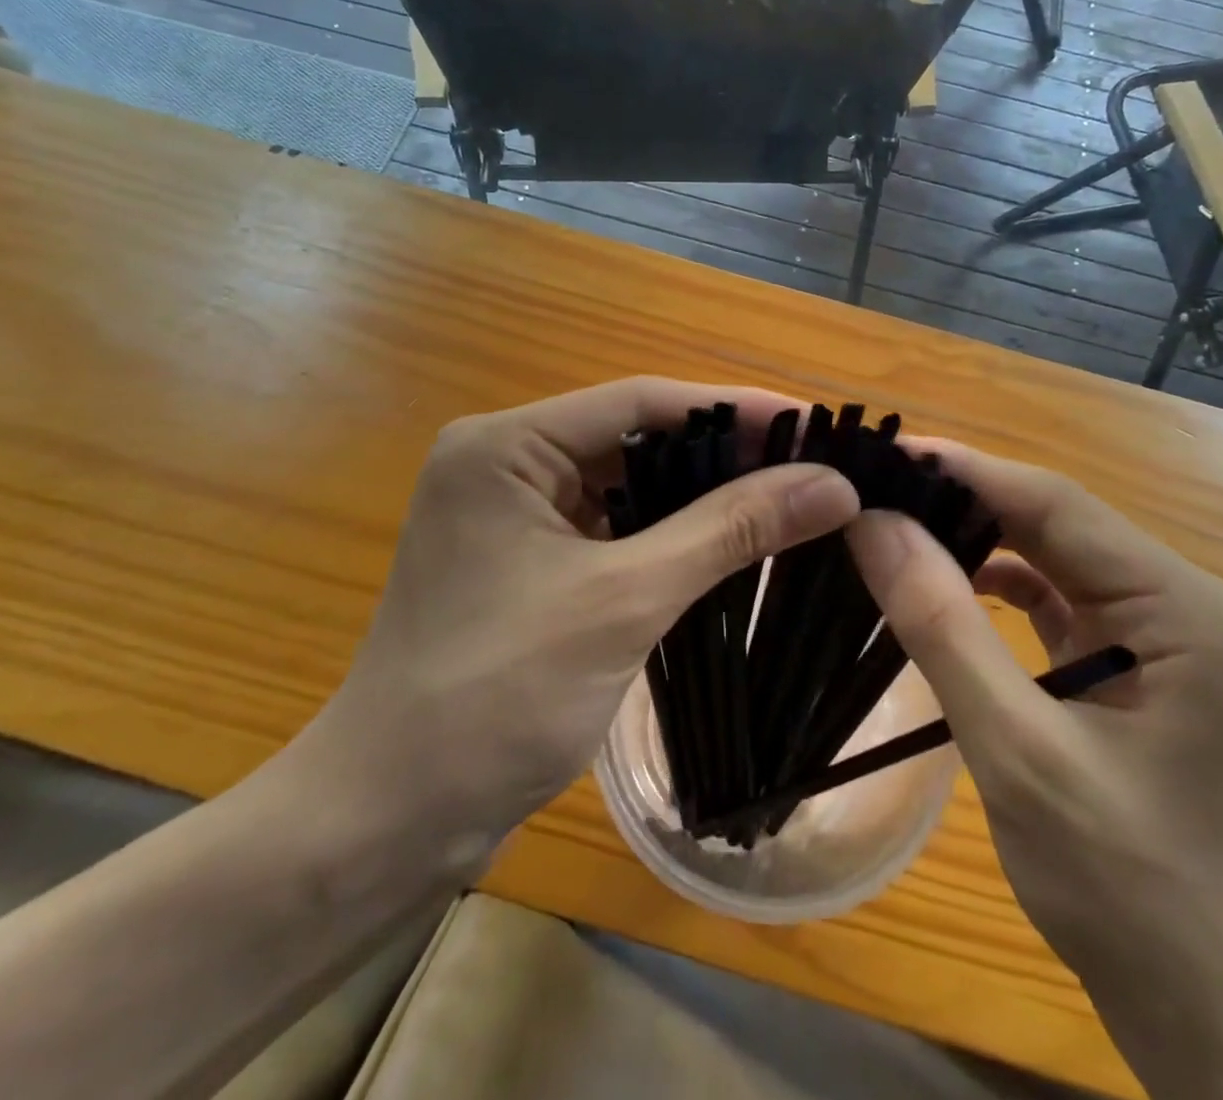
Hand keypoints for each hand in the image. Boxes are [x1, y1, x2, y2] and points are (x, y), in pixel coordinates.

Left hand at [292, 378, 858, 857]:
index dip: (732, 408)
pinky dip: (672, 534)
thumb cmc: (494, 697)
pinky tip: (732, 541)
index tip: (815, 423)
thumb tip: (833, 484)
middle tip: (813, 463)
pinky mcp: (529, 560)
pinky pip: (615, 528)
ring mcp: (515, 513)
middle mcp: (507, 462)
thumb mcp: (624, 600)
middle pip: (636, 439)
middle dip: (723, 453)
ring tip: (791, 496)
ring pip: (630, 485)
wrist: (390, 819)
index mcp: (506, 445)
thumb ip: (729, 531)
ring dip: (703, 495)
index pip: (639, 402)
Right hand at [846, 444, 1222, 1099]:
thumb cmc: (1132, 896)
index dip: (963, 472)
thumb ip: (943, 626)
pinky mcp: (1146, 671)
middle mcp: (1191, 606)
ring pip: (1057, 562)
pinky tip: (949, 590)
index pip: (1056, 505)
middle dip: (964, 505)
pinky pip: (1064, 606)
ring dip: (979, 545)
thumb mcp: (1018, 753)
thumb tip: (874, 524)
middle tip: (873, 491)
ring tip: (895, 530)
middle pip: (1058, 526)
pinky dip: (1003, 593)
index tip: (880, 455)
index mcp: (1189, 610)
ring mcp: (1172, 639)